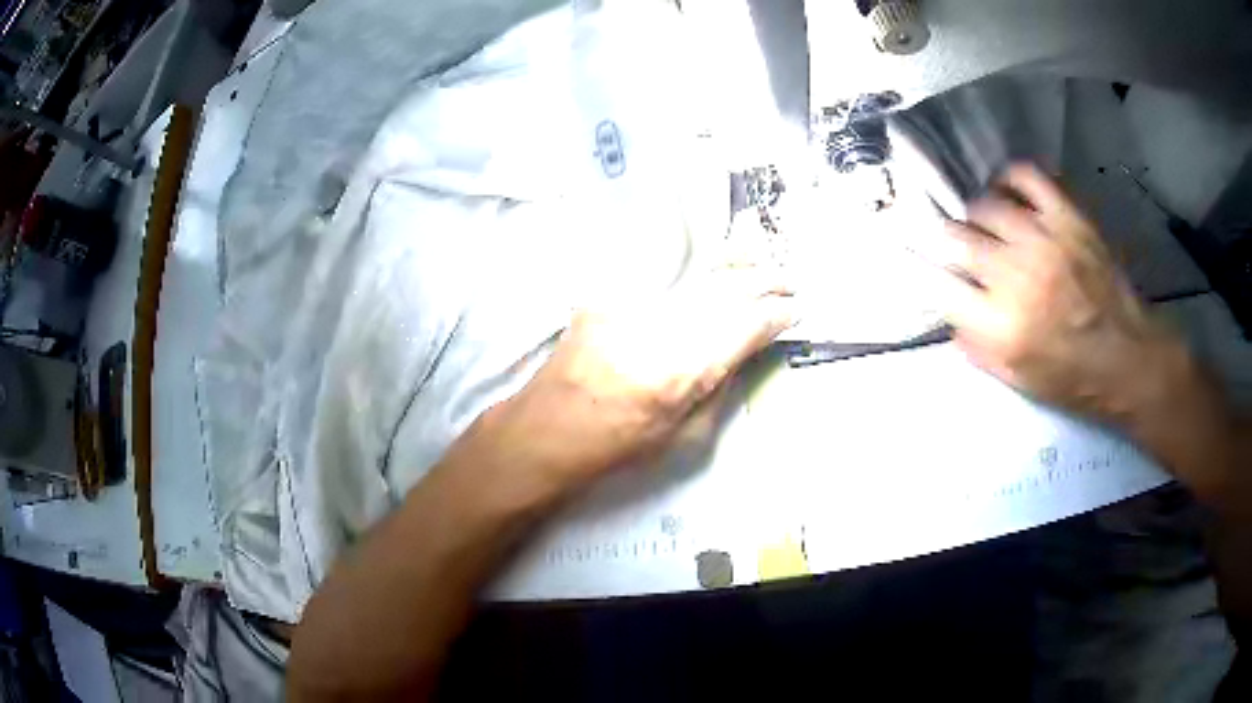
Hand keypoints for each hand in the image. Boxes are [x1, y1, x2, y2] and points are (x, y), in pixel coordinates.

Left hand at [477, 267, 796, 493]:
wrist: (546, 429)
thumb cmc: (616, 446)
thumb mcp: (683, 437)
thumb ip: (719, 390)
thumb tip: (744, 354)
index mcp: (682, 371)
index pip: (743, 328)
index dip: (774, 317)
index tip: (794, 310)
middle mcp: (659, 328)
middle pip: (724, 292)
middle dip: (763, 281)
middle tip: (789, 279)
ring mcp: (628, 307)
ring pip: (694, 277)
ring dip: (733, 268)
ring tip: (760, 260)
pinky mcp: (606, 297)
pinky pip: (660, 278)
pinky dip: (692, 271)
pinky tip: (711, 265)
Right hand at [935, 163, 1173, 419]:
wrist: (1128, 359)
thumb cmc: (1073, 379)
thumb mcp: (1018, 381)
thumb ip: (978, 349)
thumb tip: (952, 317)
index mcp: (1000, 327)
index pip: (941, 285)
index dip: (929, 275)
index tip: (933, 273)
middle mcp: (1016, 277)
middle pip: (957, 239)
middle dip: (951, 245)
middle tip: (963, 251)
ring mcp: (1043, 240)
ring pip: (985, 206)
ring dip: (978, 216)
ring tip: (988, 226)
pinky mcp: (1067, 217)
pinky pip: (1025, 176)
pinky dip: (1009, 178)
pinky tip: (1008, 193)